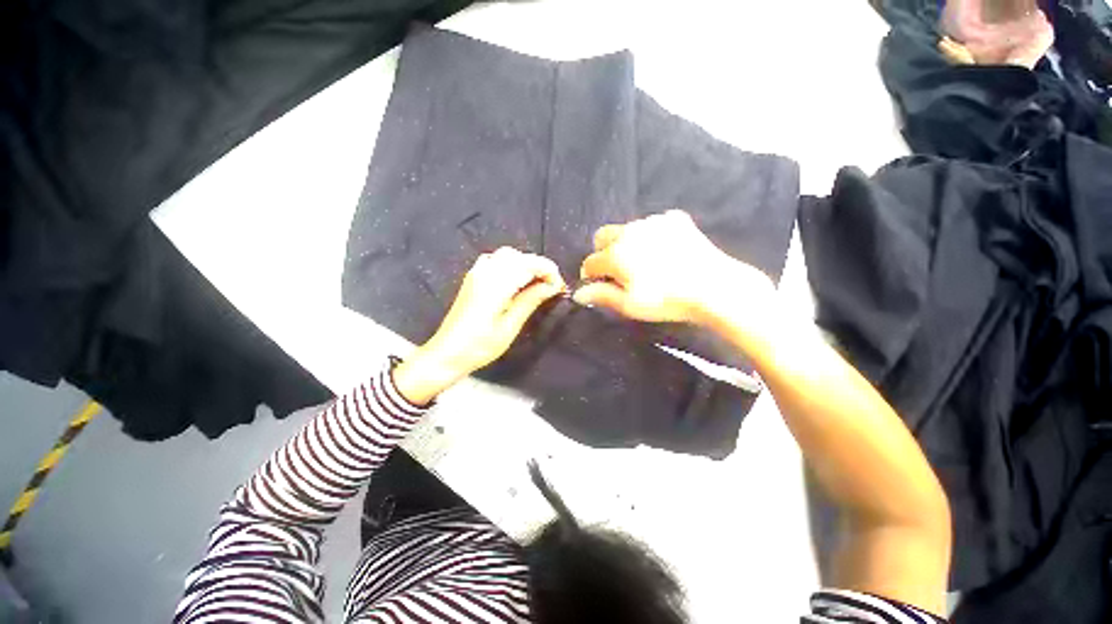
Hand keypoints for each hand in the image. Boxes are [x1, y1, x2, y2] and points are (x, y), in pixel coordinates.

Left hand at [393, 247, 564, 404]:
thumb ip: (531, 300)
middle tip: (551, 288)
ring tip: (536, 285)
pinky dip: (512, 265)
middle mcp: (486, 271)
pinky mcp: (473, 277)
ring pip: (508, 255)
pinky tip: (516, 282)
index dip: (549, 271)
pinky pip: (497, 260)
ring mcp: (477, 272)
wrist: (448, 353)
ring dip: (526, 265)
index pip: (530, 263)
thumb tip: (551, 286)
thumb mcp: (510, 326)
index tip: (559, 288)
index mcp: (496, 283)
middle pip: (520, 256)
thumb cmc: (480, 345)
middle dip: (540, 267)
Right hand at [574, 210, 773, 325]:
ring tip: (645, 262)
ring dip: (626, 243)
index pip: (590, 262)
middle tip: (618, 271)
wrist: (712, 286)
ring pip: (626, 229)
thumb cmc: (666, 300)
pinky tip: (664, 251)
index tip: (598, 285)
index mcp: (615, 254)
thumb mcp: (629, 304)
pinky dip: (650, 236)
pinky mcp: (673, 219)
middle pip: (602, 237)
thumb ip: (601, 295)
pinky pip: (652, 224)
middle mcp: (628, 232)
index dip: (590, 275)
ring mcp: (652, 222)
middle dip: (603, 253)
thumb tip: (577, 293)